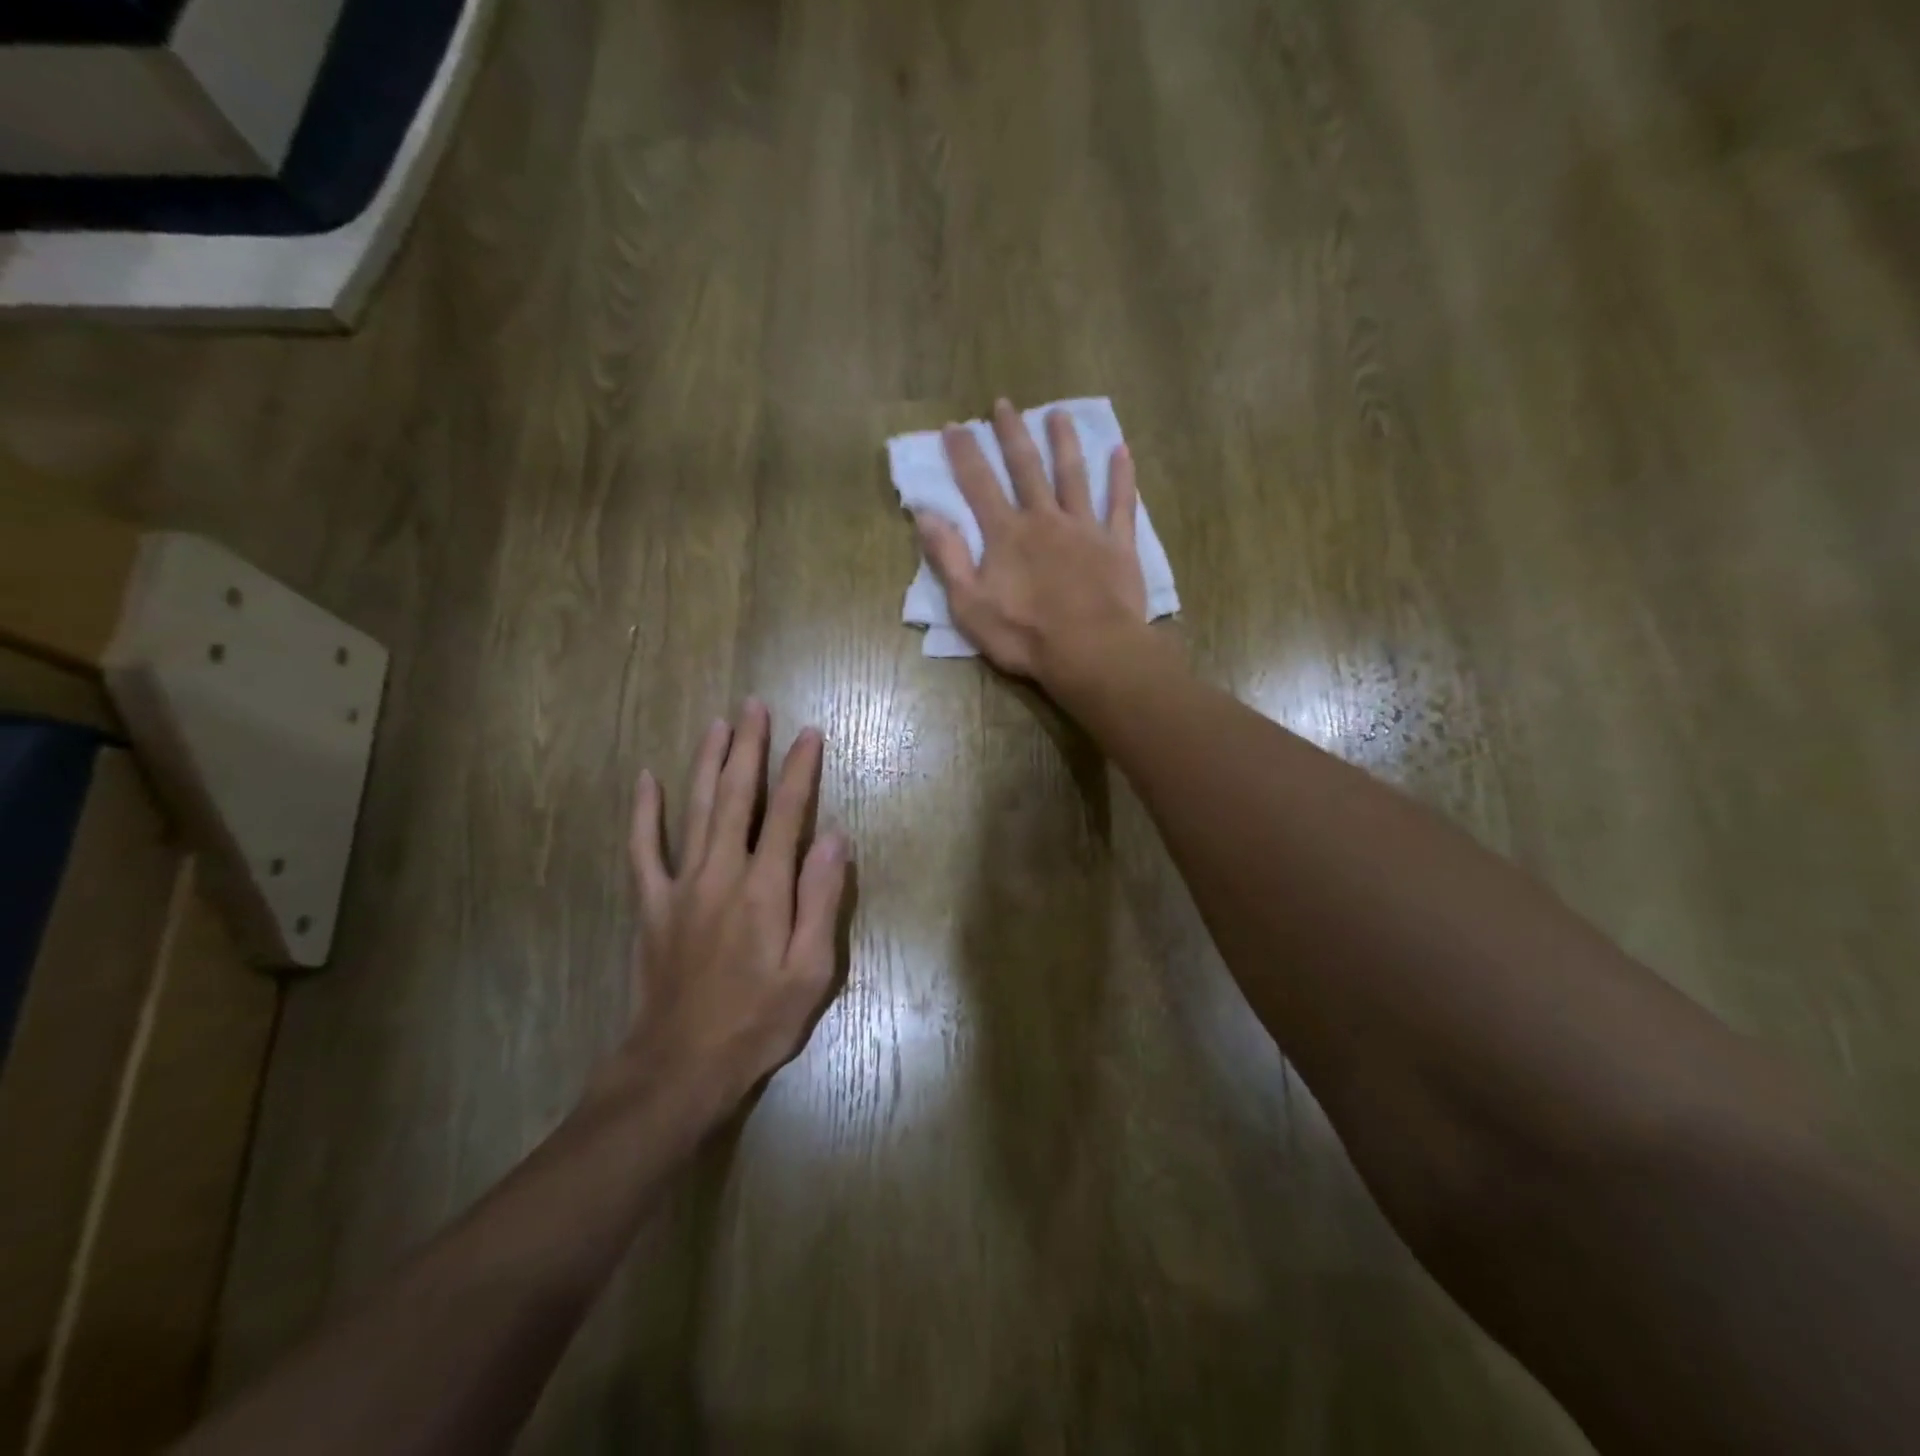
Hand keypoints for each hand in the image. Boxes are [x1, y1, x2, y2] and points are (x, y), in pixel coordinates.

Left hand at [617, 701, 850, 1116]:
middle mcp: (722, 873)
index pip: (787, 813)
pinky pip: (643, 850)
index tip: (809, 733)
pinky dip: (643, 813)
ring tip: (717, 724)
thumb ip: (822, 901)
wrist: (679, 1066)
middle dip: (749, 748)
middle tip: (754, 706)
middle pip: (736, 797)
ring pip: (694, 809)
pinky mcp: (652, 905)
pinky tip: (646, 779)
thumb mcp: (810, 971)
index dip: (800, 770)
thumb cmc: (757, 1022)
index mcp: (765, 888)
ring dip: (707, 763)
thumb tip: (835, 838)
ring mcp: (681, 886)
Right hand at [915, 399, 1150, 690]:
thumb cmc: (1024, 635)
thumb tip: (925, 514)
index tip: (954, 426)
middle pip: (1026, 467)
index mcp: (1006, 534)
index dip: (964, 454)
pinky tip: (1122, 451)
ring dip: (1064, 442)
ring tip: (1058, 413)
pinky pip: (1121, 503)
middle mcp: (1044, 519)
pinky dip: (1122, 476)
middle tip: (1004, 404)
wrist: (1091, 651)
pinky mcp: (1117, 544)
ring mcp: (1085, 528)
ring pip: (1073, 475)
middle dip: (1012, 434)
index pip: (979, 484)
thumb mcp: (969, 605)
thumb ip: (947, 558)